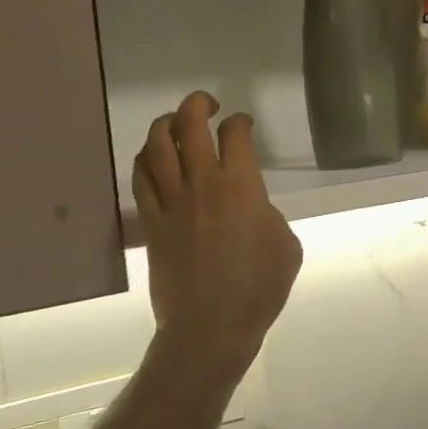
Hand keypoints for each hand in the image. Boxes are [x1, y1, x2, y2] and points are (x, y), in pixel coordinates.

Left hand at [131, 92, 302, 388]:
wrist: (211, 326)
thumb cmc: (260, 286)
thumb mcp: (286, 244)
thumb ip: (269, 215)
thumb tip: (254, 209)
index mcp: (241, 186)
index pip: (235, 135)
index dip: (240, 121)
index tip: (244, 123)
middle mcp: (202, 184)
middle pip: (189, 126)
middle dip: (197, 105)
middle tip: (207, 103)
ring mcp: (171, 203)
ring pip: (156, 148)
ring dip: (164, 126)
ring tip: (173, 122)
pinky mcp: (150, 225)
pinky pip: (140, 181)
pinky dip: (145, 161)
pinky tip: (152, 158)